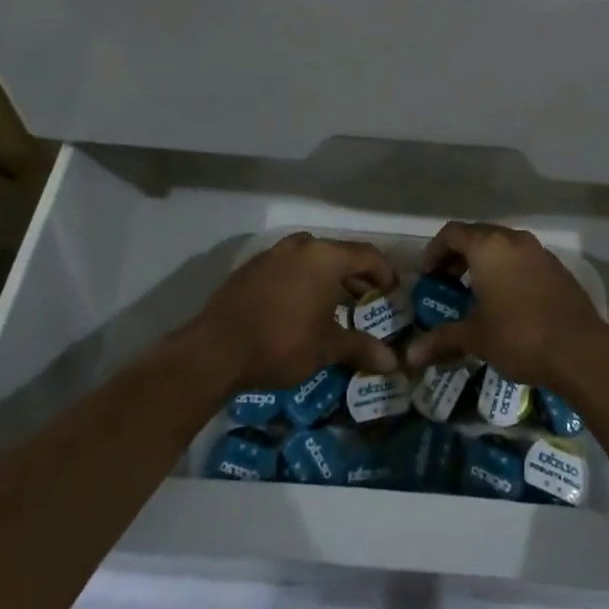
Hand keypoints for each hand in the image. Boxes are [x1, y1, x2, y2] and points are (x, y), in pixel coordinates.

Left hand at [188, 232, 401, 391]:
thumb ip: (361, 348)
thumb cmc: (281, 343)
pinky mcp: (251, 268)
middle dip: (357, 277)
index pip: (367, 255)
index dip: (385, 273)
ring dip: (328, 278)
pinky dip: (303, 281)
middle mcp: (301, 245)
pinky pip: (288, 267)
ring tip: (336, 306)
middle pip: (339, 254)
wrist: (215, 351)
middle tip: (367, 302)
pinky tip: (300, 308)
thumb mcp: (327, 348)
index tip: (392, 294)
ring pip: (312, 259)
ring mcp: (272, 254)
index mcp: (324, 256)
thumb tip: (394, 363)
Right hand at [404, 221, 608, 387]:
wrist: (580, 349)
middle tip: (447, 283)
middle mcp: (513, 240)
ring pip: (503, 246)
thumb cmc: (519, 336)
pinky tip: (507, 301)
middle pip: (478, 235)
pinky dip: (508, 270)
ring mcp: (539, 252)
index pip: (452, 233)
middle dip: (458, 256)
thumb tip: (409, 355)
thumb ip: (441, 340)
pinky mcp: (557, 268)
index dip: (435, 251)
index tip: (429, 275)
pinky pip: (523, 260)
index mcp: (488, 246)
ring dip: (485, 263)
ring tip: (476, 293)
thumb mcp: (475, 338)